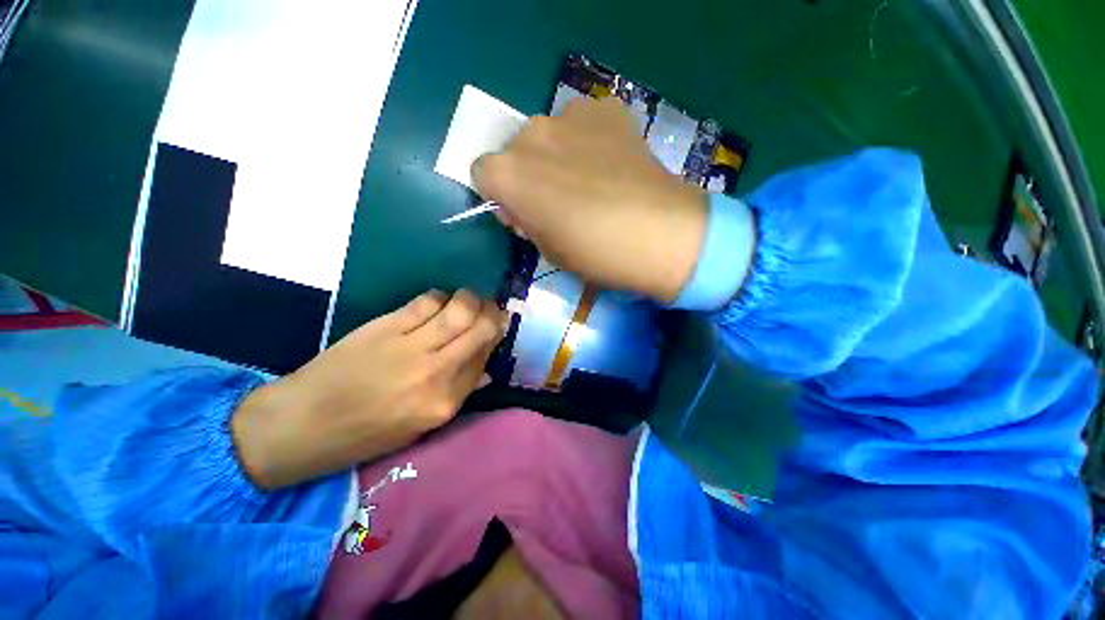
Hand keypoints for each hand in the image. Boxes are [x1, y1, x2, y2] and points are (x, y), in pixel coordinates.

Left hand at [232, 290, 505, 489]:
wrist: (304, 425)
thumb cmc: (367, 432)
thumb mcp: (423, 425)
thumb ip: (457, 390)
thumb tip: (482, 360)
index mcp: (446, 402)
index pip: (486, 357)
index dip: (495, 336)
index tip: (496, 326)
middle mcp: (436, 372)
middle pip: (480, 329)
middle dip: (492, 313)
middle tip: (489, 308)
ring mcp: (411, 347)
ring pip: (460, 309)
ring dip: (471, 299)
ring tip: (468, 299)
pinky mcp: (386, 327)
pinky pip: (427, 301)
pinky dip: (440, 297)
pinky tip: (437, 302)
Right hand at [473, 96, 708, 303]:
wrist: (657, 233)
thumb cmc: (594, 253)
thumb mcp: (547, 249)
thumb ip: (526, 221)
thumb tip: (523, 206)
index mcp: (508, 174)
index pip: (482, 173)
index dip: (501, 195)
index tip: (523, 212)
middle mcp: (531, 135)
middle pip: (515, 151)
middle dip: (528, 174)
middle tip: (559, 200)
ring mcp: (570, 115)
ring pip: (549, 135)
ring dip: (557, 155)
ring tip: (590, 181)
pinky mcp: (607, 111)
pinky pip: (584, 123)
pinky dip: (589, 140)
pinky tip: (611, 163)